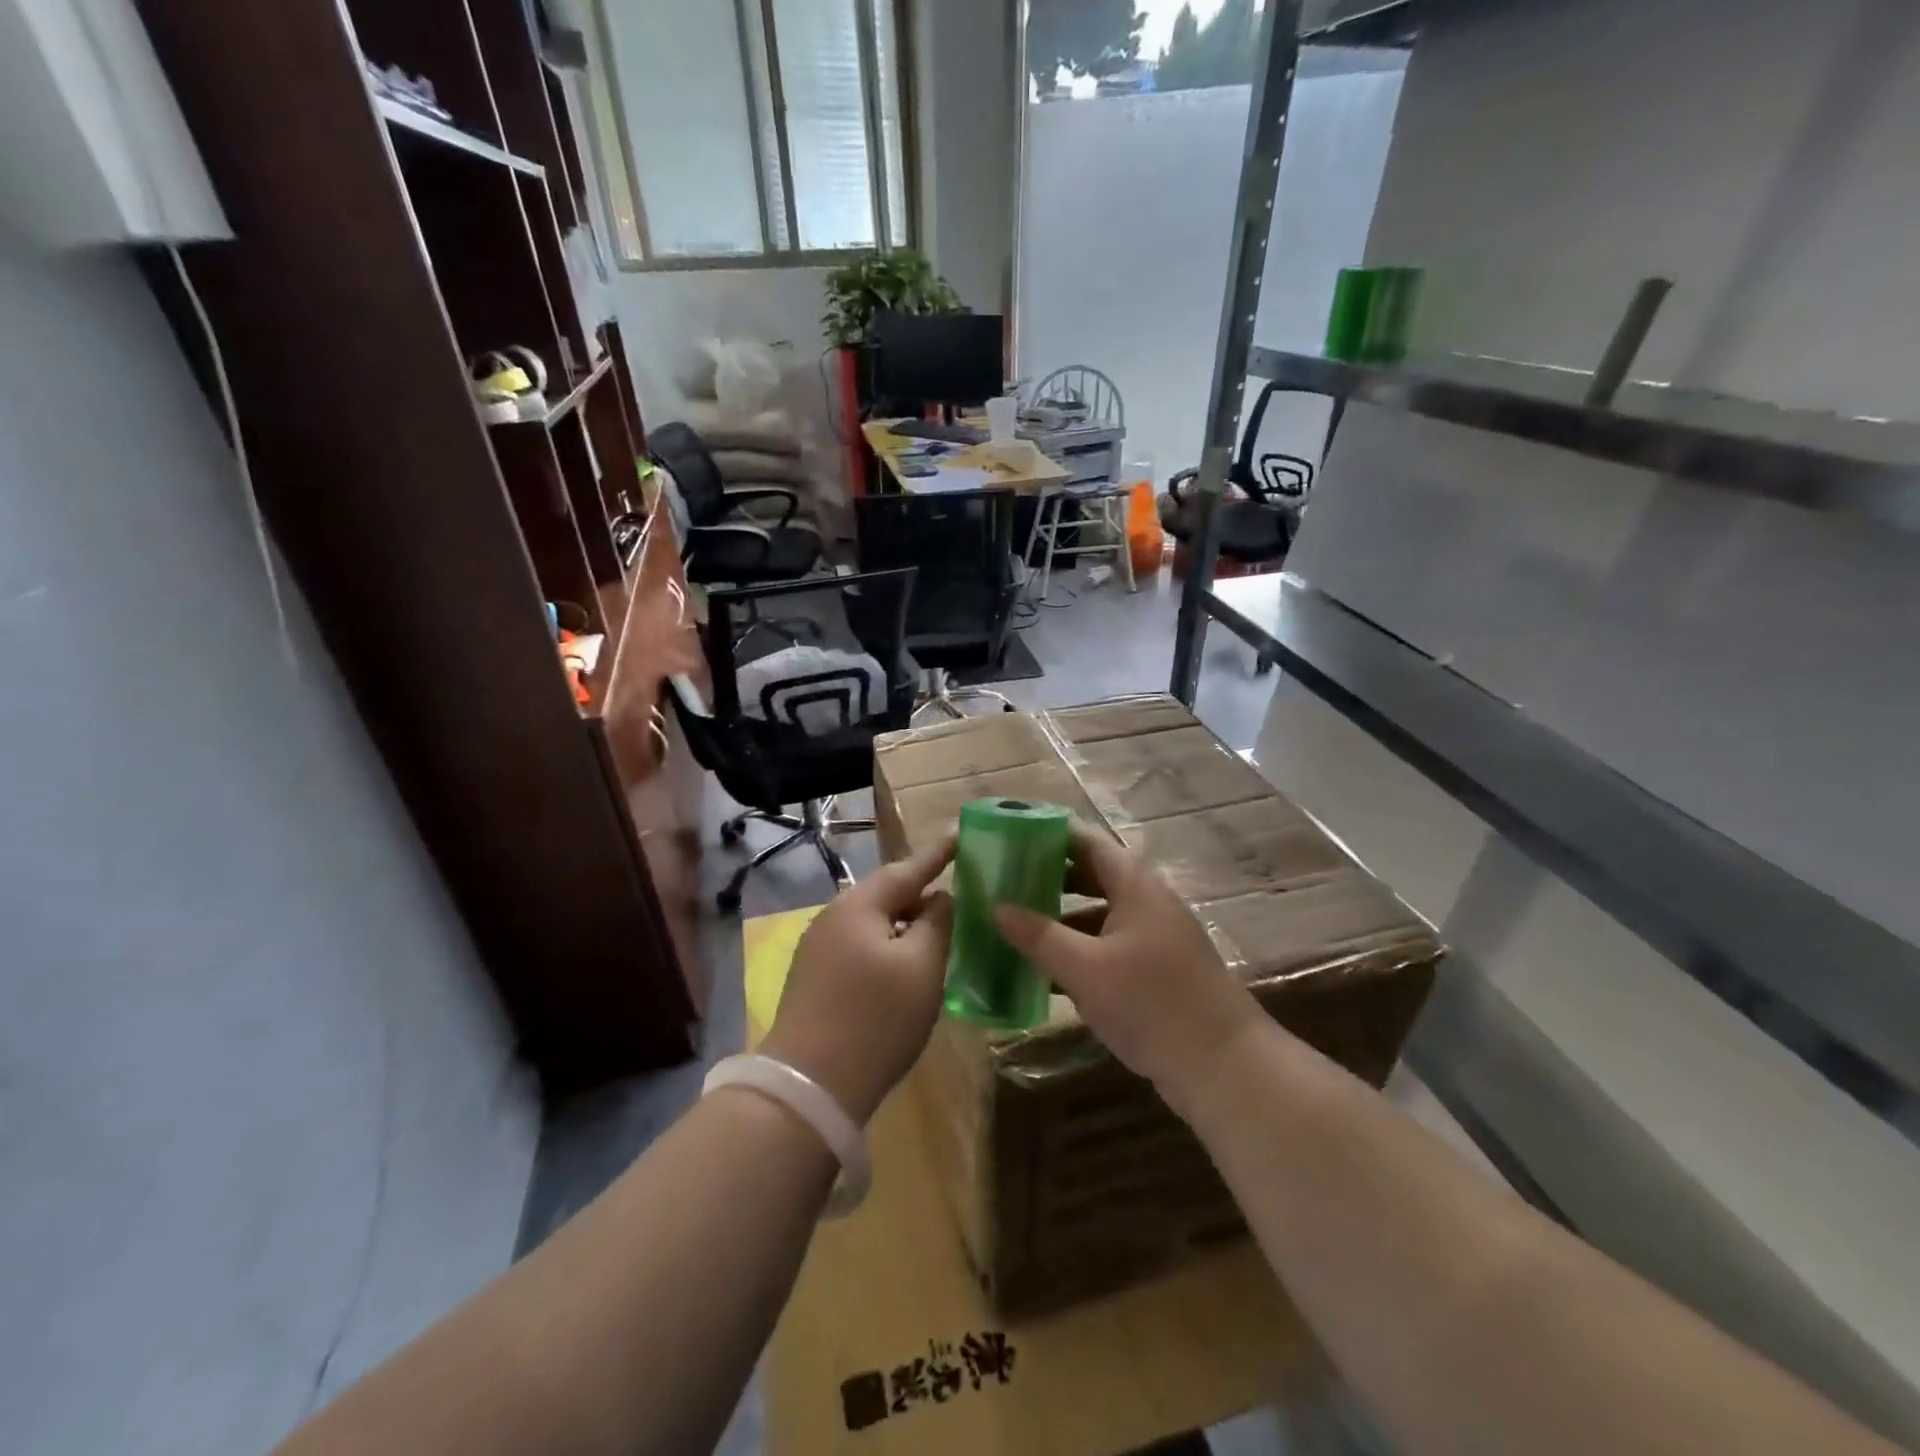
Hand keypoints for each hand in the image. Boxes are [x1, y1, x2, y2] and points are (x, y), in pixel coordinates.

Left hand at [761, 836, 955, 1124]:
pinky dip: (888, 946)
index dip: (938, 854)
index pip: (907, 868)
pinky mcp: (814, 979)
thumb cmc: (876, 1018)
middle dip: (921, 892)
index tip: (961, 836)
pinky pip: (860, 946)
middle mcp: (833, 917)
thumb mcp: (922, 967)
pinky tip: (905, 965)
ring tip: (938, 929)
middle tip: (958, 891)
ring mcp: (818, 949)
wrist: (810, 1086)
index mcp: (859, 905)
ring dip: (905, 922)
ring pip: (873, 922)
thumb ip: (937, 923)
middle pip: (886, 894)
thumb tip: (940, 899)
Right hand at [994, 824, 1260, 1112]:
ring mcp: (1155, 938)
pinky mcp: (1157, 971)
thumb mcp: (1084, 968)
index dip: (1050, 835)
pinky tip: (1046, 970)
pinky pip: (1109, 946)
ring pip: (1100, 914)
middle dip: (1050, 877)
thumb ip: (1038, 935)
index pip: (1088, 842)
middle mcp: (1147, 903)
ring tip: (1016, 923)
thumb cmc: (1150, 1002)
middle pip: (1093, 876)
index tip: (1011, 836)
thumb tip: (997, 906)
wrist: (1224, 1065)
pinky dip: (1079, 950)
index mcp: (1135, 886)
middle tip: (1006, 881)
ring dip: (1062, 917)